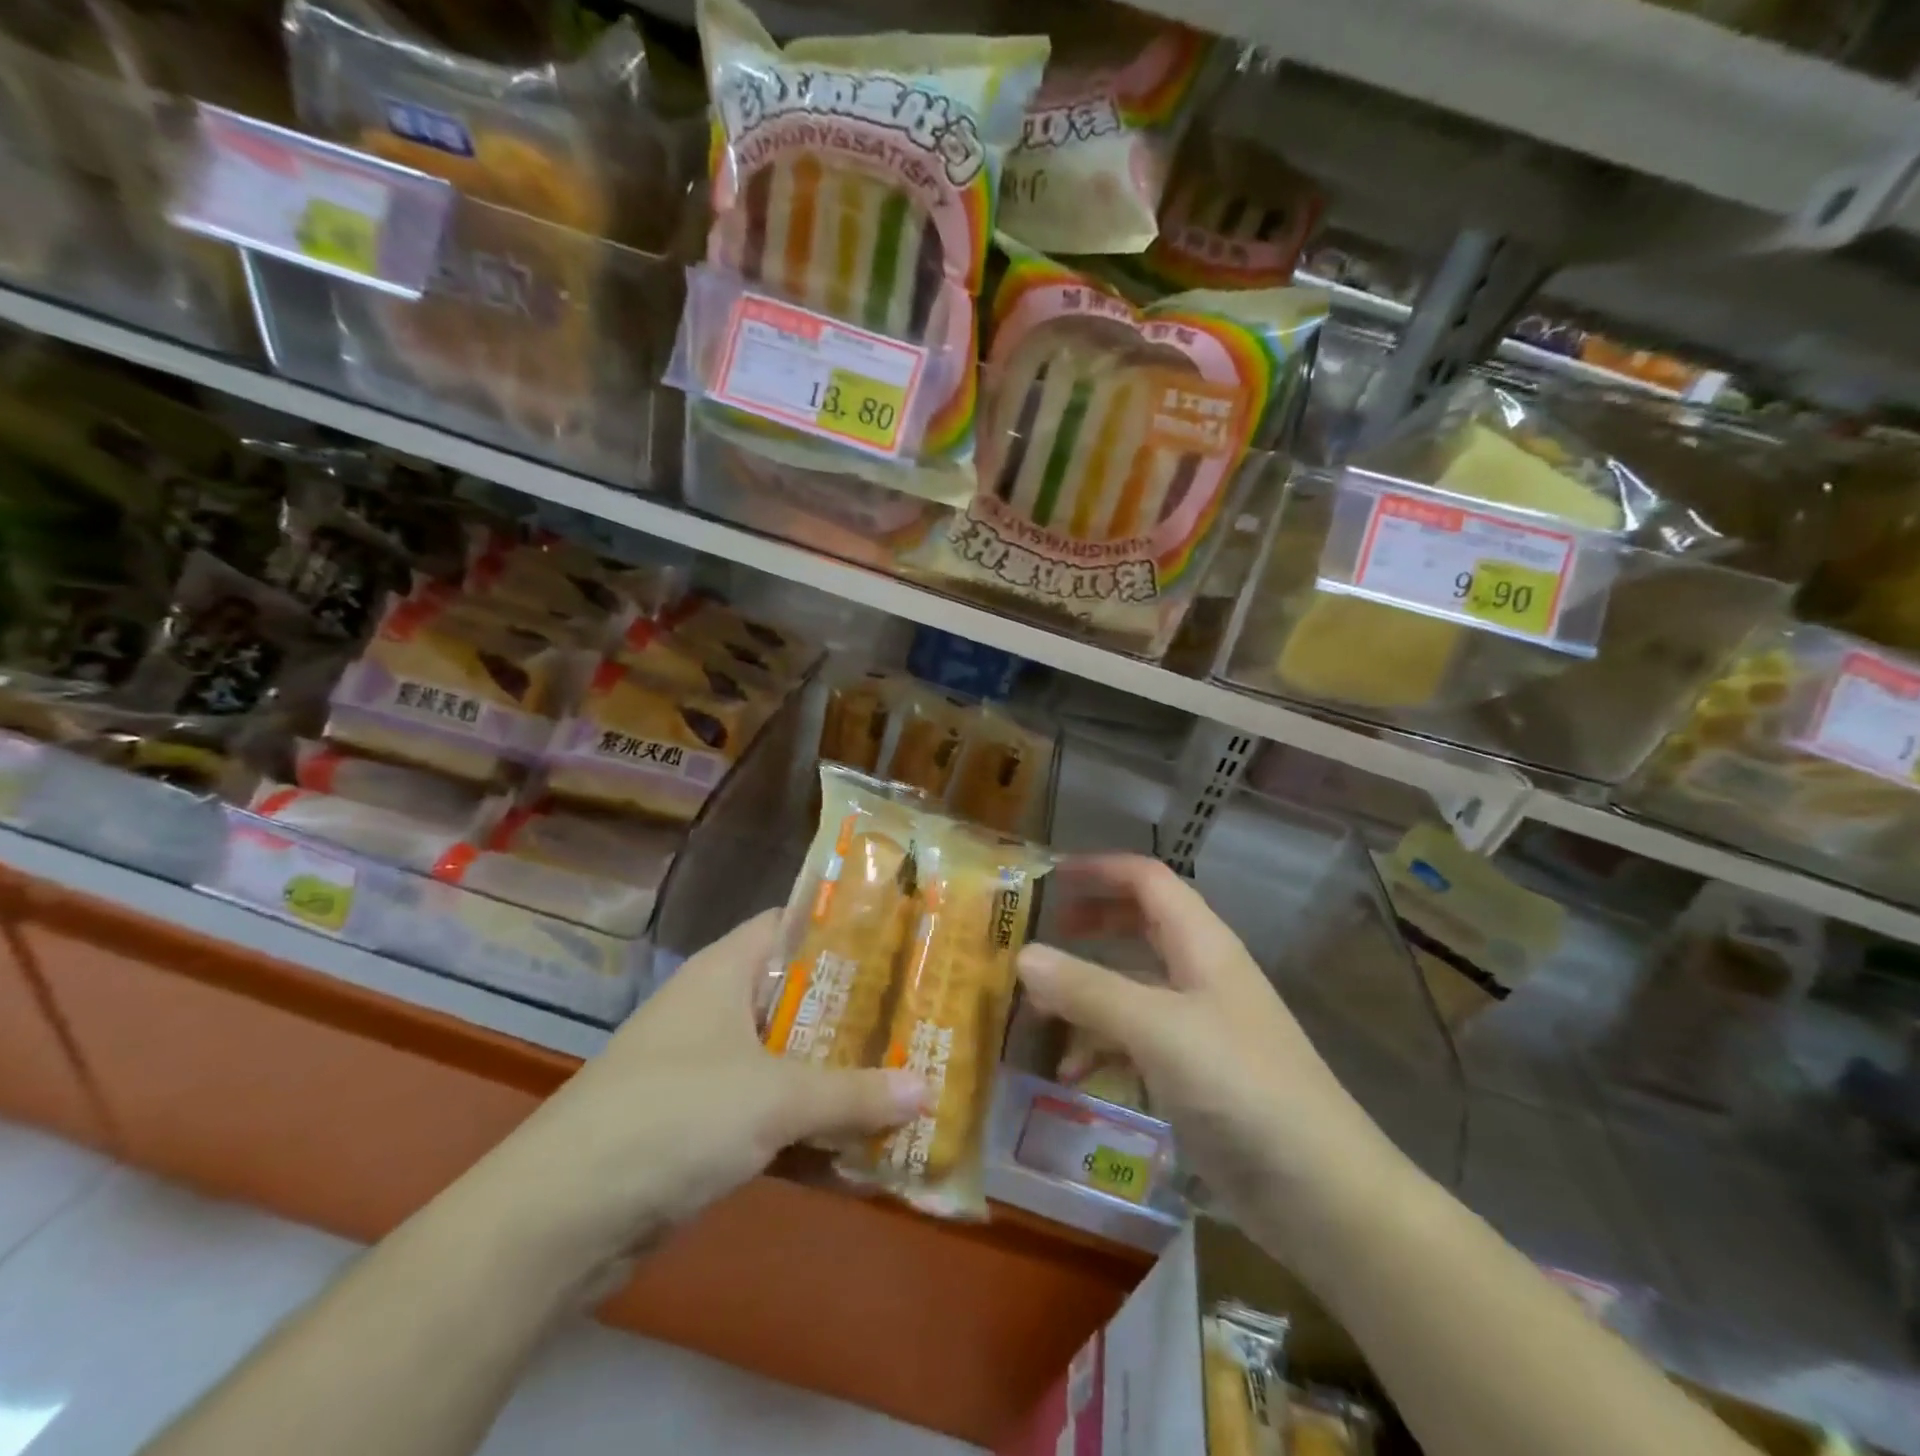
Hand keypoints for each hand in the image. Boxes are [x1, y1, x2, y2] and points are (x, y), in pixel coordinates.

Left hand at [468, 910, 926, 1285]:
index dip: (843, 927)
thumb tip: (928, 1090)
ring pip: (789, 1061)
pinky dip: (811, 1130)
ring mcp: (708, 1071)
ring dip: (839, 1077)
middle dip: (856, 1012)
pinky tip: (862, 1150)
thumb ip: (854, 1093)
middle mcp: (717, 1011)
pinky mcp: (702, 1129)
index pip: (790, 925)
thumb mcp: (775, 1097)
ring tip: (908, 1077)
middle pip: (798, 997)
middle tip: (919, 1014)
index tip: (901, 939)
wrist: (561, 1218)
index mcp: (725, 972)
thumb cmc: (674, 1116)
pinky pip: (772, 1116)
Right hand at [1016, 855, 1405, 1251]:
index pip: (1147, 880)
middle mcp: (1200, 974)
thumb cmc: (1242, 1086)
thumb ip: (1089, 990)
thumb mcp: (1158, 1029)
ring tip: (1036, 1010)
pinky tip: (1069, 1075)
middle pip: (1140, 926)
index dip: (1100, 869)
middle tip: (1040, 933)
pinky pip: (1135, 1041)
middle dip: (1090, 924)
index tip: (1048, 876)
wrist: (1321, 1191)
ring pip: (1132, 987)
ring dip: (1086, 992)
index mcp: (1202, 943)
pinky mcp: (1194, 1074)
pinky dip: (1100, 1046)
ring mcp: (1198, 1026)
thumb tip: (1022, 955)